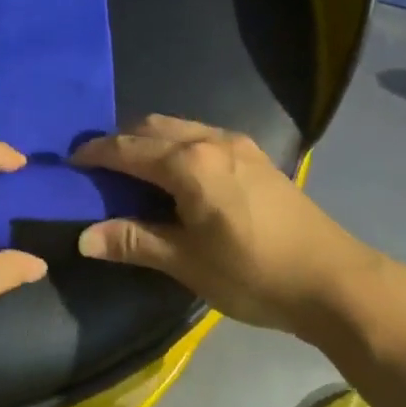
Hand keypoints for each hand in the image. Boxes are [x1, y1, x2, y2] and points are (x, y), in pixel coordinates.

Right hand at [74, 115, 389, 339]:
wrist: (334, 280)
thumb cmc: (253, 273)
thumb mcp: (187, 262)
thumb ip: (134, 241)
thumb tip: (84, 238)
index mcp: (189, 163)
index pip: (128, 149)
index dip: (96, 154)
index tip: (71, 162)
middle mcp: (210, 140)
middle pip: (152, 127)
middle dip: (122, 141)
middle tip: (100, 167)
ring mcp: (237, 144)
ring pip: (179, 127)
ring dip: (151, 140)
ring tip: (135, 170)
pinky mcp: (256, 155)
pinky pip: (202, 135)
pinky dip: (178, 143)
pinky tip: (179, 173)